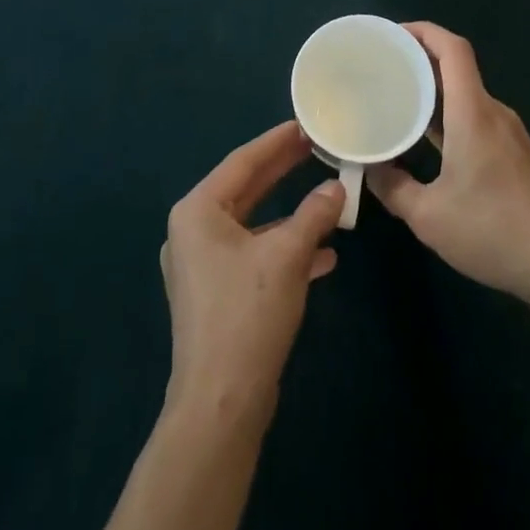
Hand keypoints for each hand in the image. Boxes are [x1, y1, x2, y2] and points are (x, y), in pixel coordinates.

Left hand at [160, 122, 345, 415]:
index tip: (304, 125)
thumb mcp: (287, 257)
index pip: (242, 162)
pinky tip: (323, 256)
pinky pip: (253, 255)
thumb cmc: (247, 315)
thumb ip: (313, 215)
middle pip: (246, 189)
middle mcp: (193, 231)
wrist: (220, 405)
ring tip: (327, 197)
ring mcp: (202, 265)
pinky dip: (284, 250)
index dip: (276, 142)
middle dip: (283, 172)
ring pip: (253, 225)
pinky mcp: (216, 294)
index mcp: (197, 211)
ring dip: (290, 215)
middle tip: (316, 148)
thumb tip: (337, 188)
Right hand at [368, 22, 529, 307]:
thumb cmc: (493, 231)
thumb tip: (368, 169)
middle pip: (456, 68)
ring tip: (397, 98)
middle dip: (419, 60)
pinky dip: (448, 115)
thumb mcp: (429, 217)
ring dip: (433, 90)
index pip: (453, 49)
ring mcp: (508, 133)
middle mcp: (493, 112)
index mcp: (473, 113)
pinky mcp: (515, 153)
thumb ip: (393, 188)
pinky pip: (475, 117)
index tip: (392, 35)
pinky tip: (427, 138)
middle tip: (382, 68)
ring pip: (465, 95)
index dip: (423, 31)